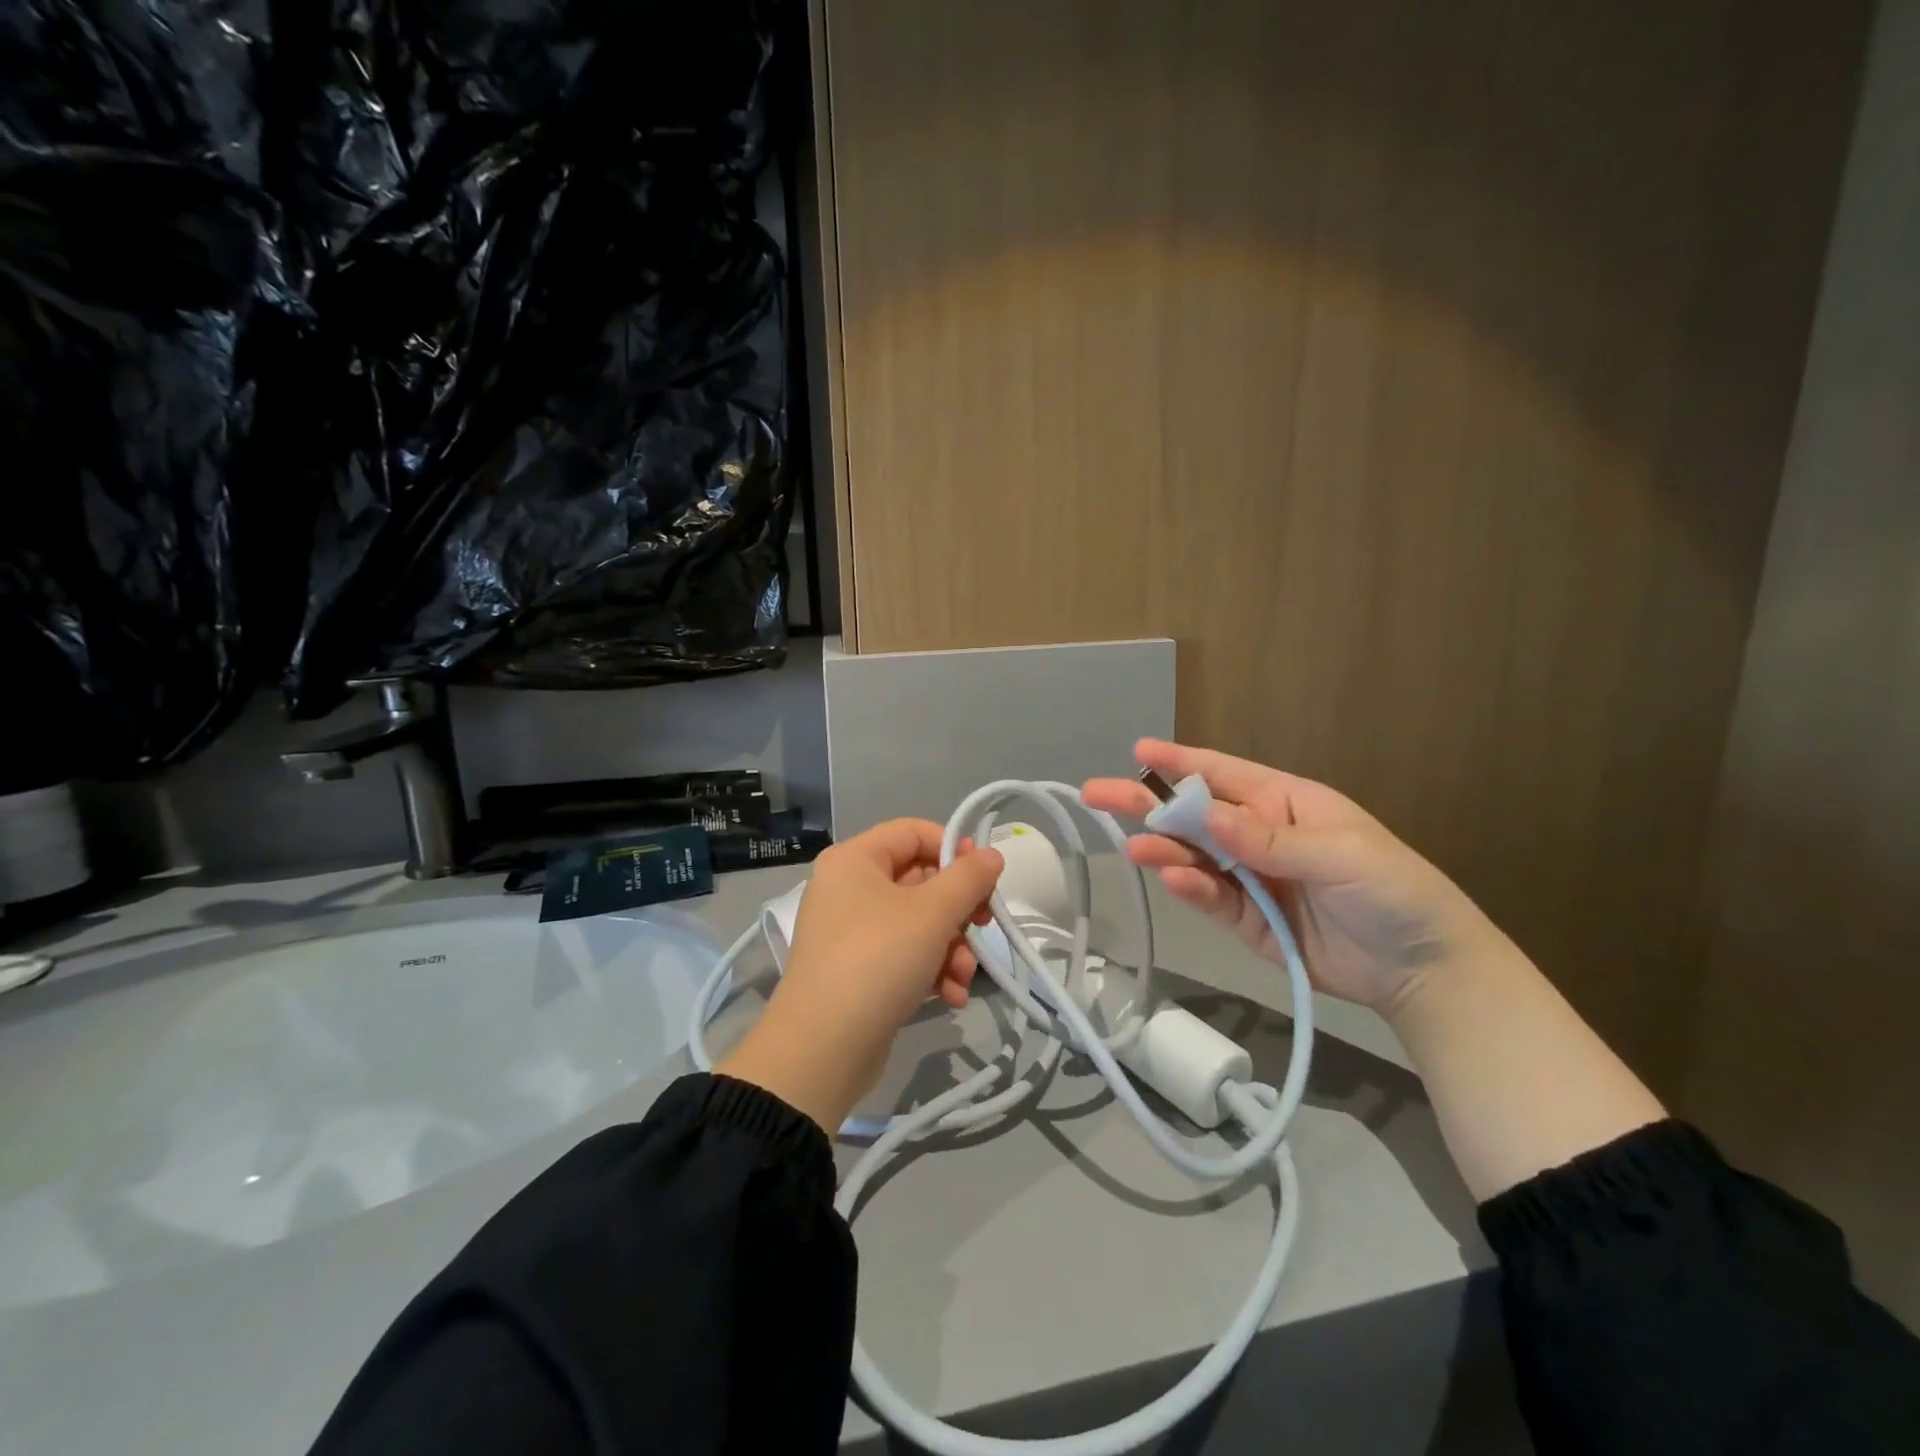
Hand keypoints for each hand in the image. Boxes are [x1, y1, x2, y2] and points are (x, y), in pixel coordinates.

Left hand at [717, 820, 1003, 1133]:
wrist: (822, 1049)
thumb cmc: (878, 960)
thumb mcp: (933, 913)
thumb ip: (968, 878)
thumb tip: (990, 855)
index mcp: (855, 859)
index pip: (914, 832)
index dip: (954, 849)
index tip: (985, 877)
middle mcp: (848, 888)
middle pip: (920, 880)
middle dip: (958, 912)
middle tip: (984, 928)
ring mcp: (850, 931)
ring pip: (917, 923)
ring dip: (951, 948)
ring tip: (964, 978)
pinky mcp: (857, 970)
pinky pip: (904, 955)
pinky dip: (931, 970)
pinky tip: (951, 996)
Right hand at [1081, 739, 1504, 1017]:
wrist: (1423, 970)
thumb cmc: (1392, 891)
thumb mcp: (1340, 855)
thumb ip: (1271, 840)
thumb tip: (1210, 817)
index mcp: (1284, 803)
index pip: (1223, 774)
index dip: (1180, 762)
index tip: (1138, 751)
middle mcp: (1258, 835)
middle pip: (1194, 815)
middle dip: (1148, 803)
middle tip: (1097, 794)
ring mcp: (1250, 878)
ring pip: (1194, 857)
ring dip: (1164, 851)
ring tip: (1136, 850)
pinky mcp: (1247, 921)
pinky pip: (1211, 899)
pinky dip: (1191, 890)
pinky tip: (1174, 881)